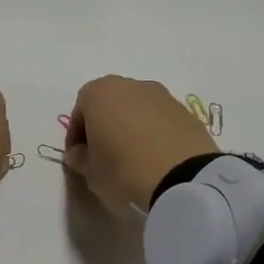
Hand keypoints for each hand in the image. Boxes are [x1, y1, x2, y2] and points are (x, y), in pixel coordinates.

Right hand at [64, 76, 217, 212]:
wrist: (185, 178)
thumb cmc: (124, 170)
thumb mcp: (91, 173)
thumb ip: (79, 159)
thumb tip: (78, 153)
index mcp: (99, 93)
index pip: (80, 109)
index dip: (76, 135)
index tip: (79, 156)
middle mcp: (130, 85)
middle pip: (109, 103)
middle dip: (104, 125)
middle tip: (104, 154)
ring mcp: (162, 95)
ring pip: (136, 109)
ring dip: (130, 127)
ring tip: (133, 158)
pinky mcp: (186, 111)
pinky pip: (160, 119)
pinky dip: (154, 133)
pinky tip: (156, 158)